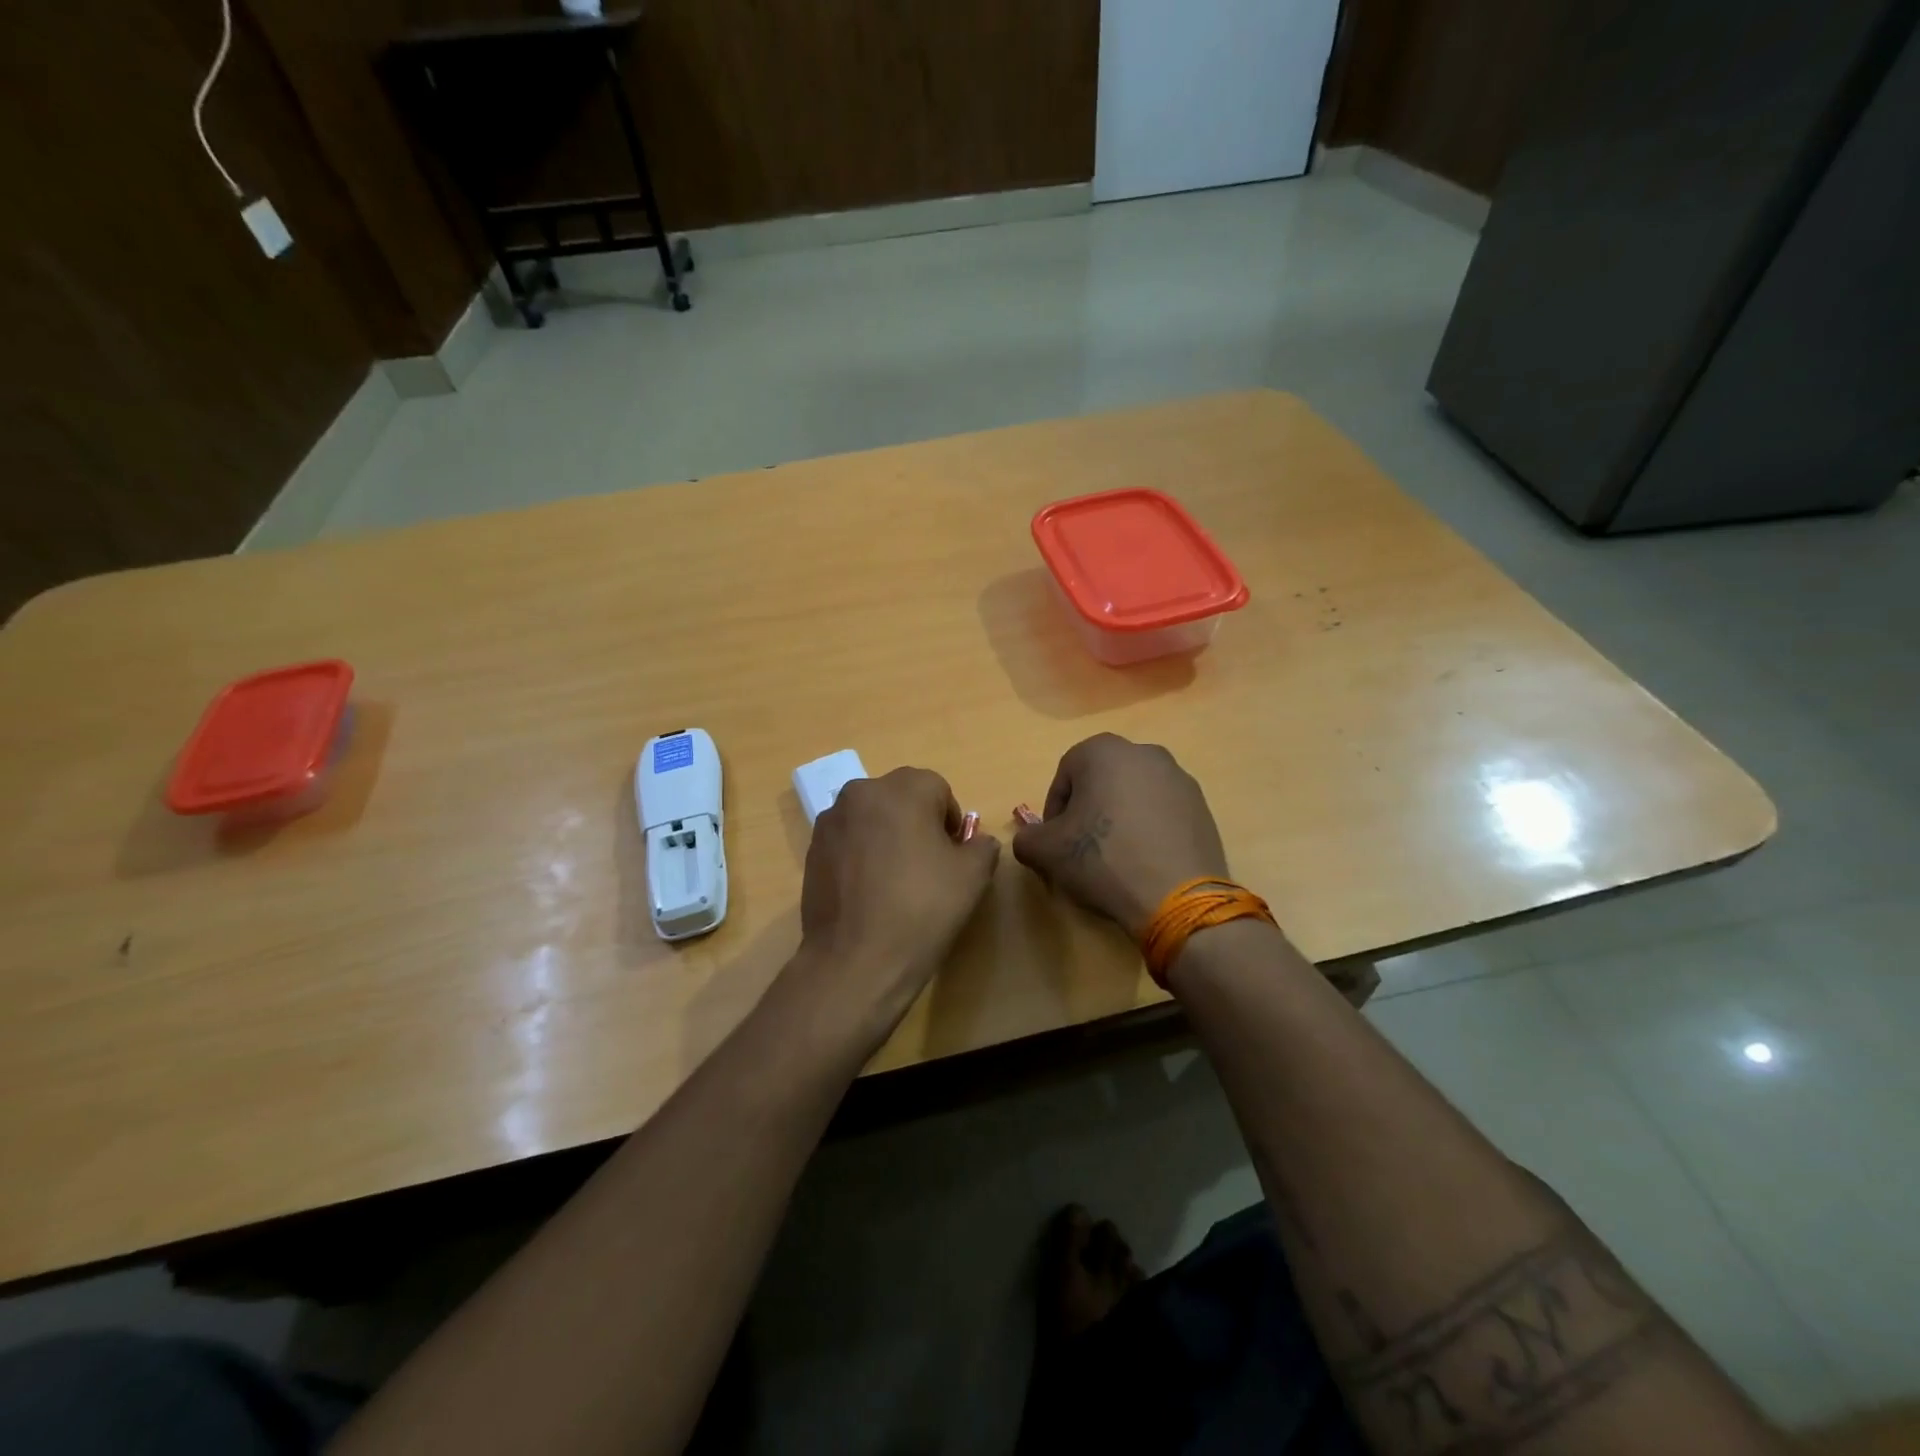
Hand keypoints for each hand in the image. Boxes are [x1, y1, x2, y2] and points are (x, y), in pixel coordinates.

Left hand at [796, 767, 999, 1039]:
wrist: (856, 960)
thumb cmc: (922, 909)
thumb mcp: (973, 876)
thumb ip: (982, 846)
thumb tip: (976, 842)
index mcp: (903, 789)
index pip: (938, 789)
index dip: (950, 822)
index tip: (952, 856)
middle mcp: (861, 793)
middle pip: (901, 797)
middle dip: (917, 823)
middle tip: (927, 866)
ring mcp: (830, 821)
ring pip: (871, 818)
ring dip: (886, 836)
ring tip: (895, 882)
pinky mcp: (811, 850)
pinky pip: (848, 840)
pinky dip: (861, 855)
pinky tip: (868, 892)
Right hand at [1012, 734, 1227, 937]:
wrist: (1176, 896)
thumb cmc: (1103, 859)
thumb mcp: (1046, 852)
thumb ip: (1027, 838)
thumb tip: (1031, 839)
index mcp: (1103, 751)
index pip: (1064, 776)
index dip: (1055, 811)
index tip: (1057, 843)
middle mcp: (1144, 752)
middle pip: (1101, 781)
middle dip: (1088, 810)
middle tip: (1083, 848)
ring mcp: (1179, 777)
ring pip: (1134, 795)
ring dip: (1120, 818)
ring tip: (1117, 858)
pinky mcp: (1202, 806)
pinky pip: (1162, 812)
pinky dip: (1149, 829)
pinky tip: (1145, 861)